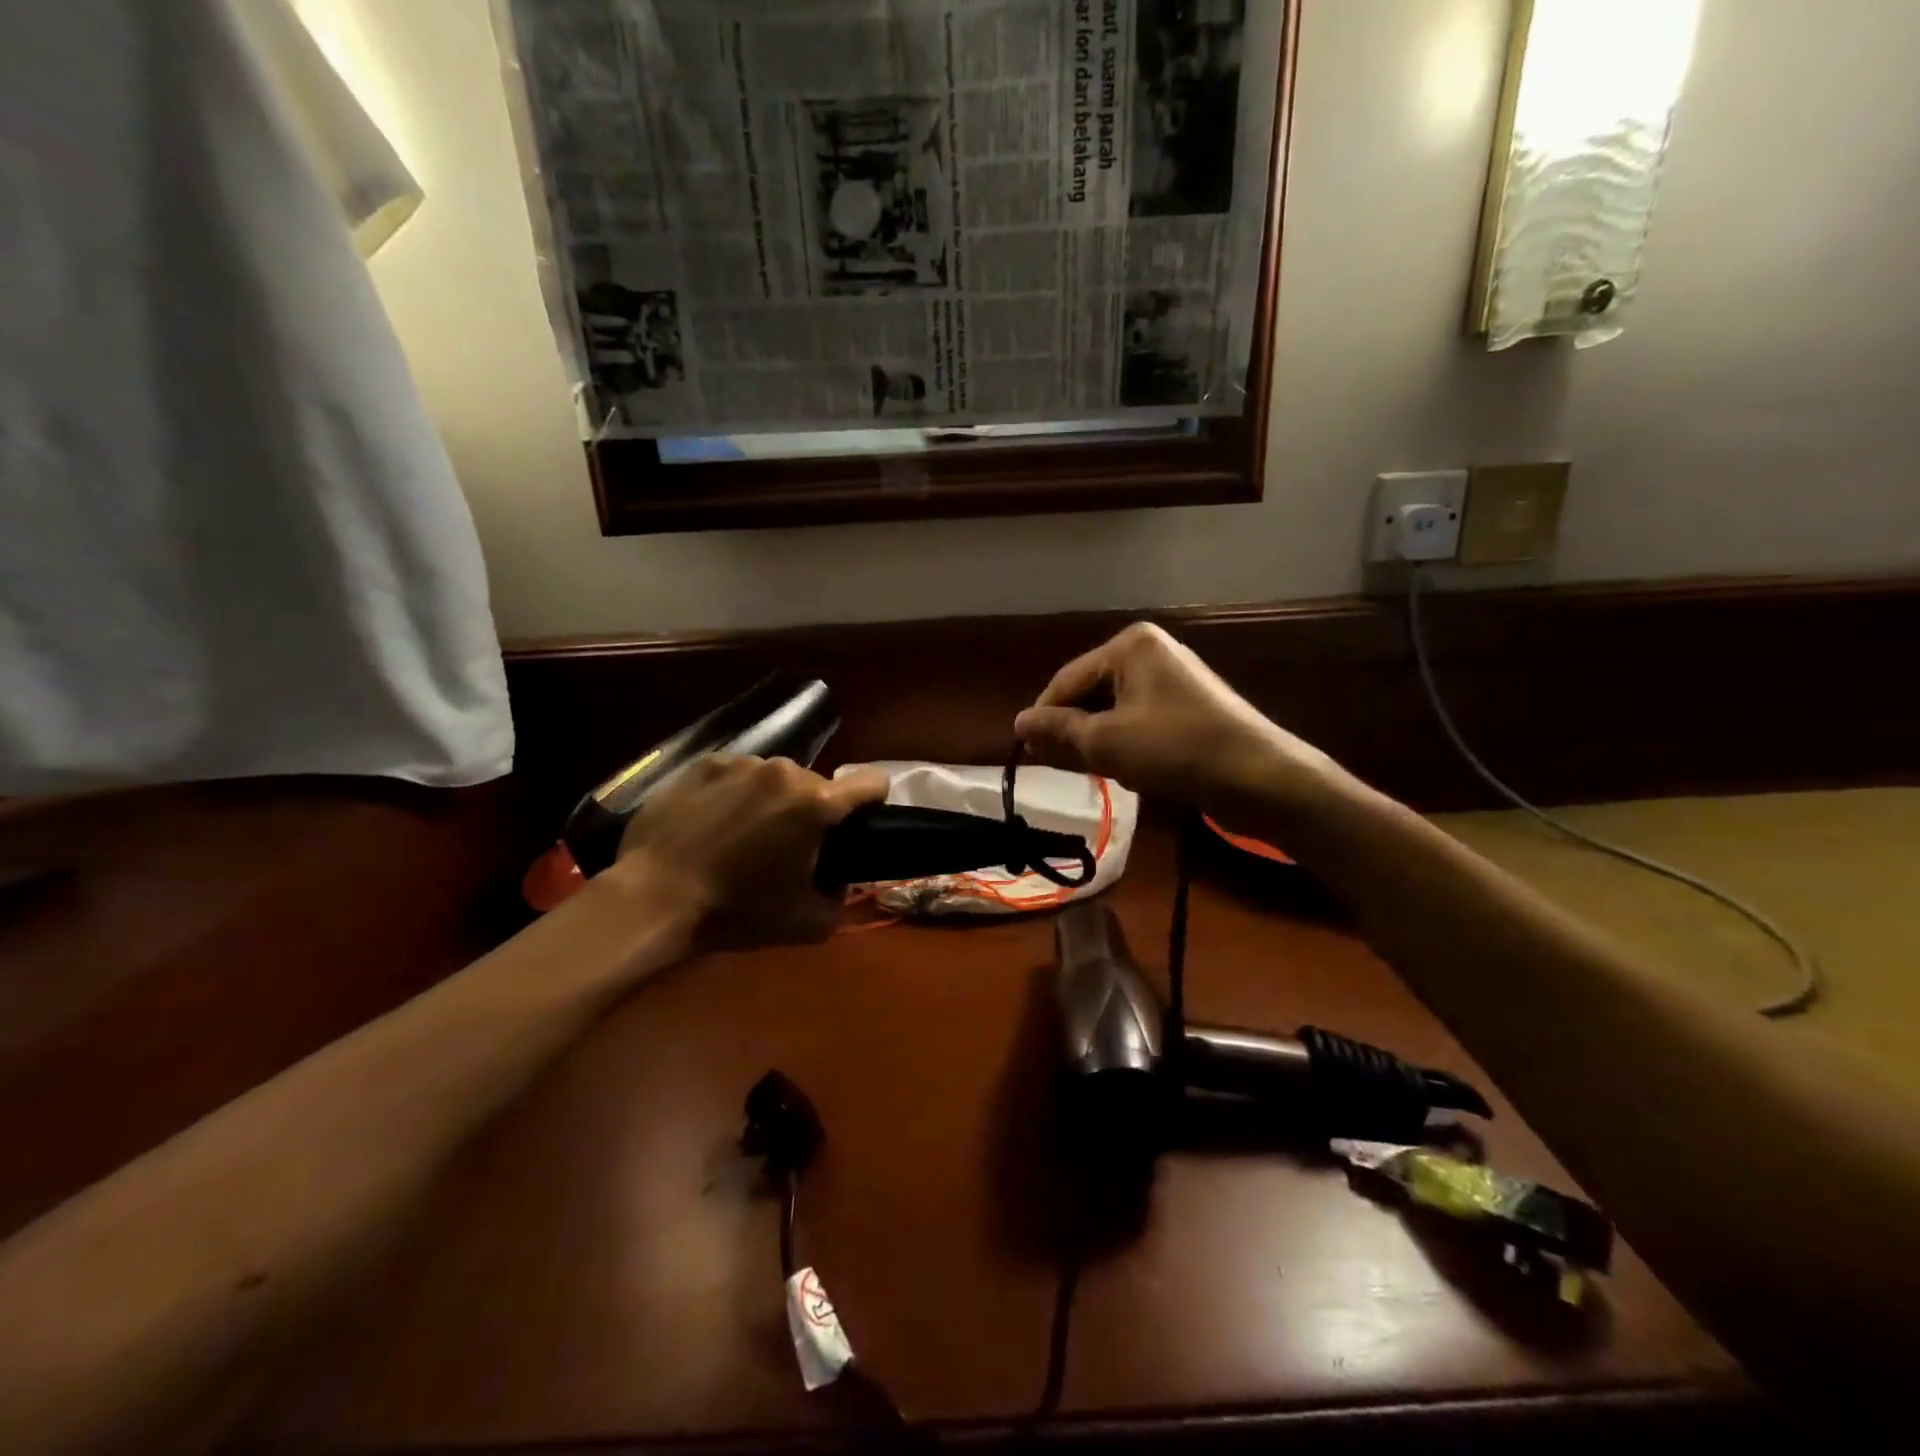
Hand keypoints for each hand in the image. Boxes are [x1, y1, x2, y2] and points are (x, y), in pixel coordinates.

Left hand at [610, 754, 889, 948]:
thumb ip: (841, 897)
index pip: (872, 782)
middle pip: (817, 784)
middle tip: (785, 847)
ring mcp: (741, 762)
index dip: (873, 803)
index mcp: (816, 803)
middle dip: (810, 811)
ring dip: (772, 800)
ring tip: (743, 834)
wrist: (654, 898)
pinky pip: (738, 773)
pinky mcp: (704, 763)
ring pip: (776, 777)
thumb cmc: (736, 911)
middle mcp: (784, 770)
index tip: (856, 826)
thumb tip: (839, 880)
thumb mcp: (807, 923)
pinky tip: (713, 822)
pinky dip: (736, 793)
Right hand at [1014, 623, 1337, 826]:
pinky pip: (1138, 721)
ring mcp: (1172, 679)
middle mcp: (1150, 652)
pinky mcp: (1187, 707)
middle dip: (1074, 731)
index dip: (1044, 717)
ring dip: (1099, 742)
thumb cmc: (1175, 749)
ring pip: (1114, 711)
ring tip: (1093, 772)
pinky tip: (1127, 772)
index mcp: (1130, 646)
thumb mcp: (1106, 741)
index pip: (1067, 679)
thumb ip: (1058, 729)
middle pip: (1091, 693)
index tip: (1025, 751)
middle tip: (1056, 766)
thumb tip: (1018, 721)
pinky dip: (1125, 744)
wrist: (1258, 777)